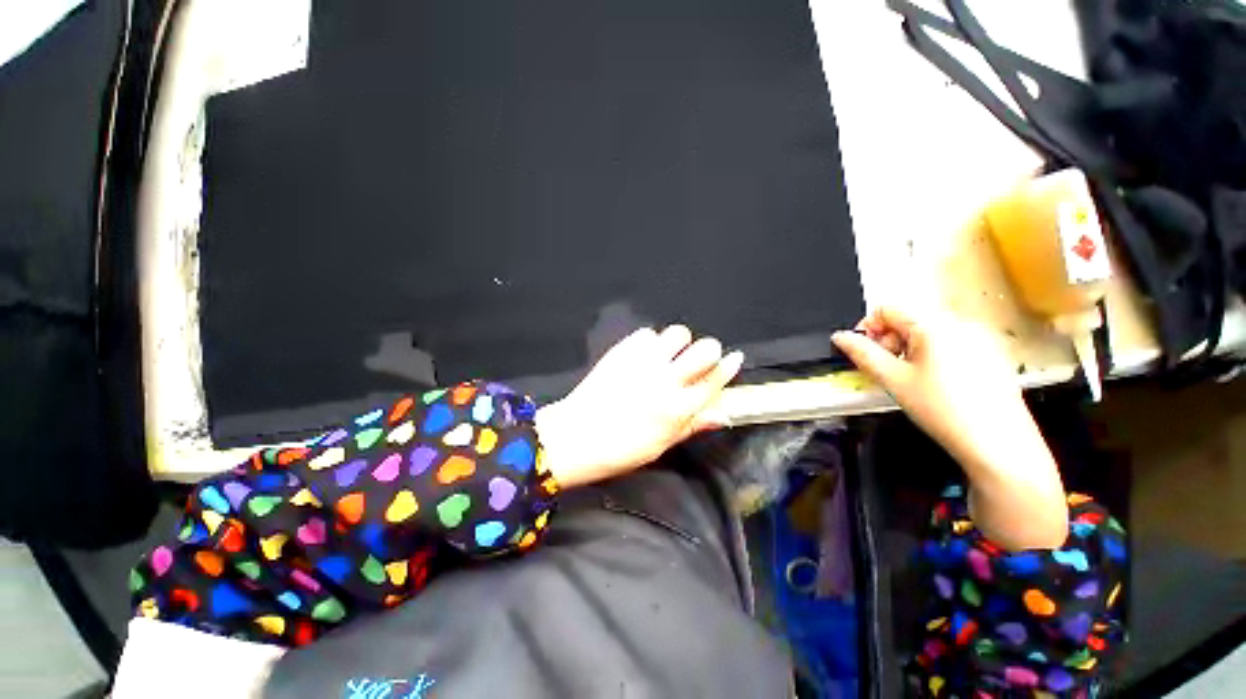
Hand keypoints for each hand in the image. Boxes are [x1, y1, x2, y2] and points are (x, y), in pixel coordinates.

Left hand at [535, 326, 743, 488]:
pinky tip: (645, 358)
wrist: (575, 437)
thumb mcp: (662, 445)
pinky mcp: (622, 351)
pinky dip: (651, 343)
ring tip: (671, 357)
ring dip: (680, 344)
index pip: (715, 380)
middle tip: (700, 362)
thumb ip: (692, 425)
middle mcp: (666, 380)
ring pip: (678, 334)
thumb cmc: (620, 451)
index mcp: (678, 408)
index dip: (729, 367)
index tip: (735, 359)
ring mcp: (643, 362)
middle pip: (705, 349)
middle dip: (709, 352)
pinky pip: (648, 334)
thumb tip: (722, 415)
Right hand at [831, 307, 1027, 468]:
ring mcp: (975, 332)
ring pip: (933, 333)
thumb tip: (841, 338)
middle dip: (893, 343)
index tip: (866, 357)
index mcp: (929, 321)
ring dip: (917, 351)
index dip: (869, 329)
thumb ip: (867, 358)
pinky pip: (955, 344)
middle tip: (892, 376)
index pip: (886, 307)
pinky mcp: (989, 349)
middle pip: (911, 319)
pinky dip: (942, 359)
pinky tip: (946, 390)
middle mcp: (953, 318)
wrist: (995, 438)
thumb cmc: (945, 412)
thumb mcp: (899, 385)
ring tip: (920, 387)